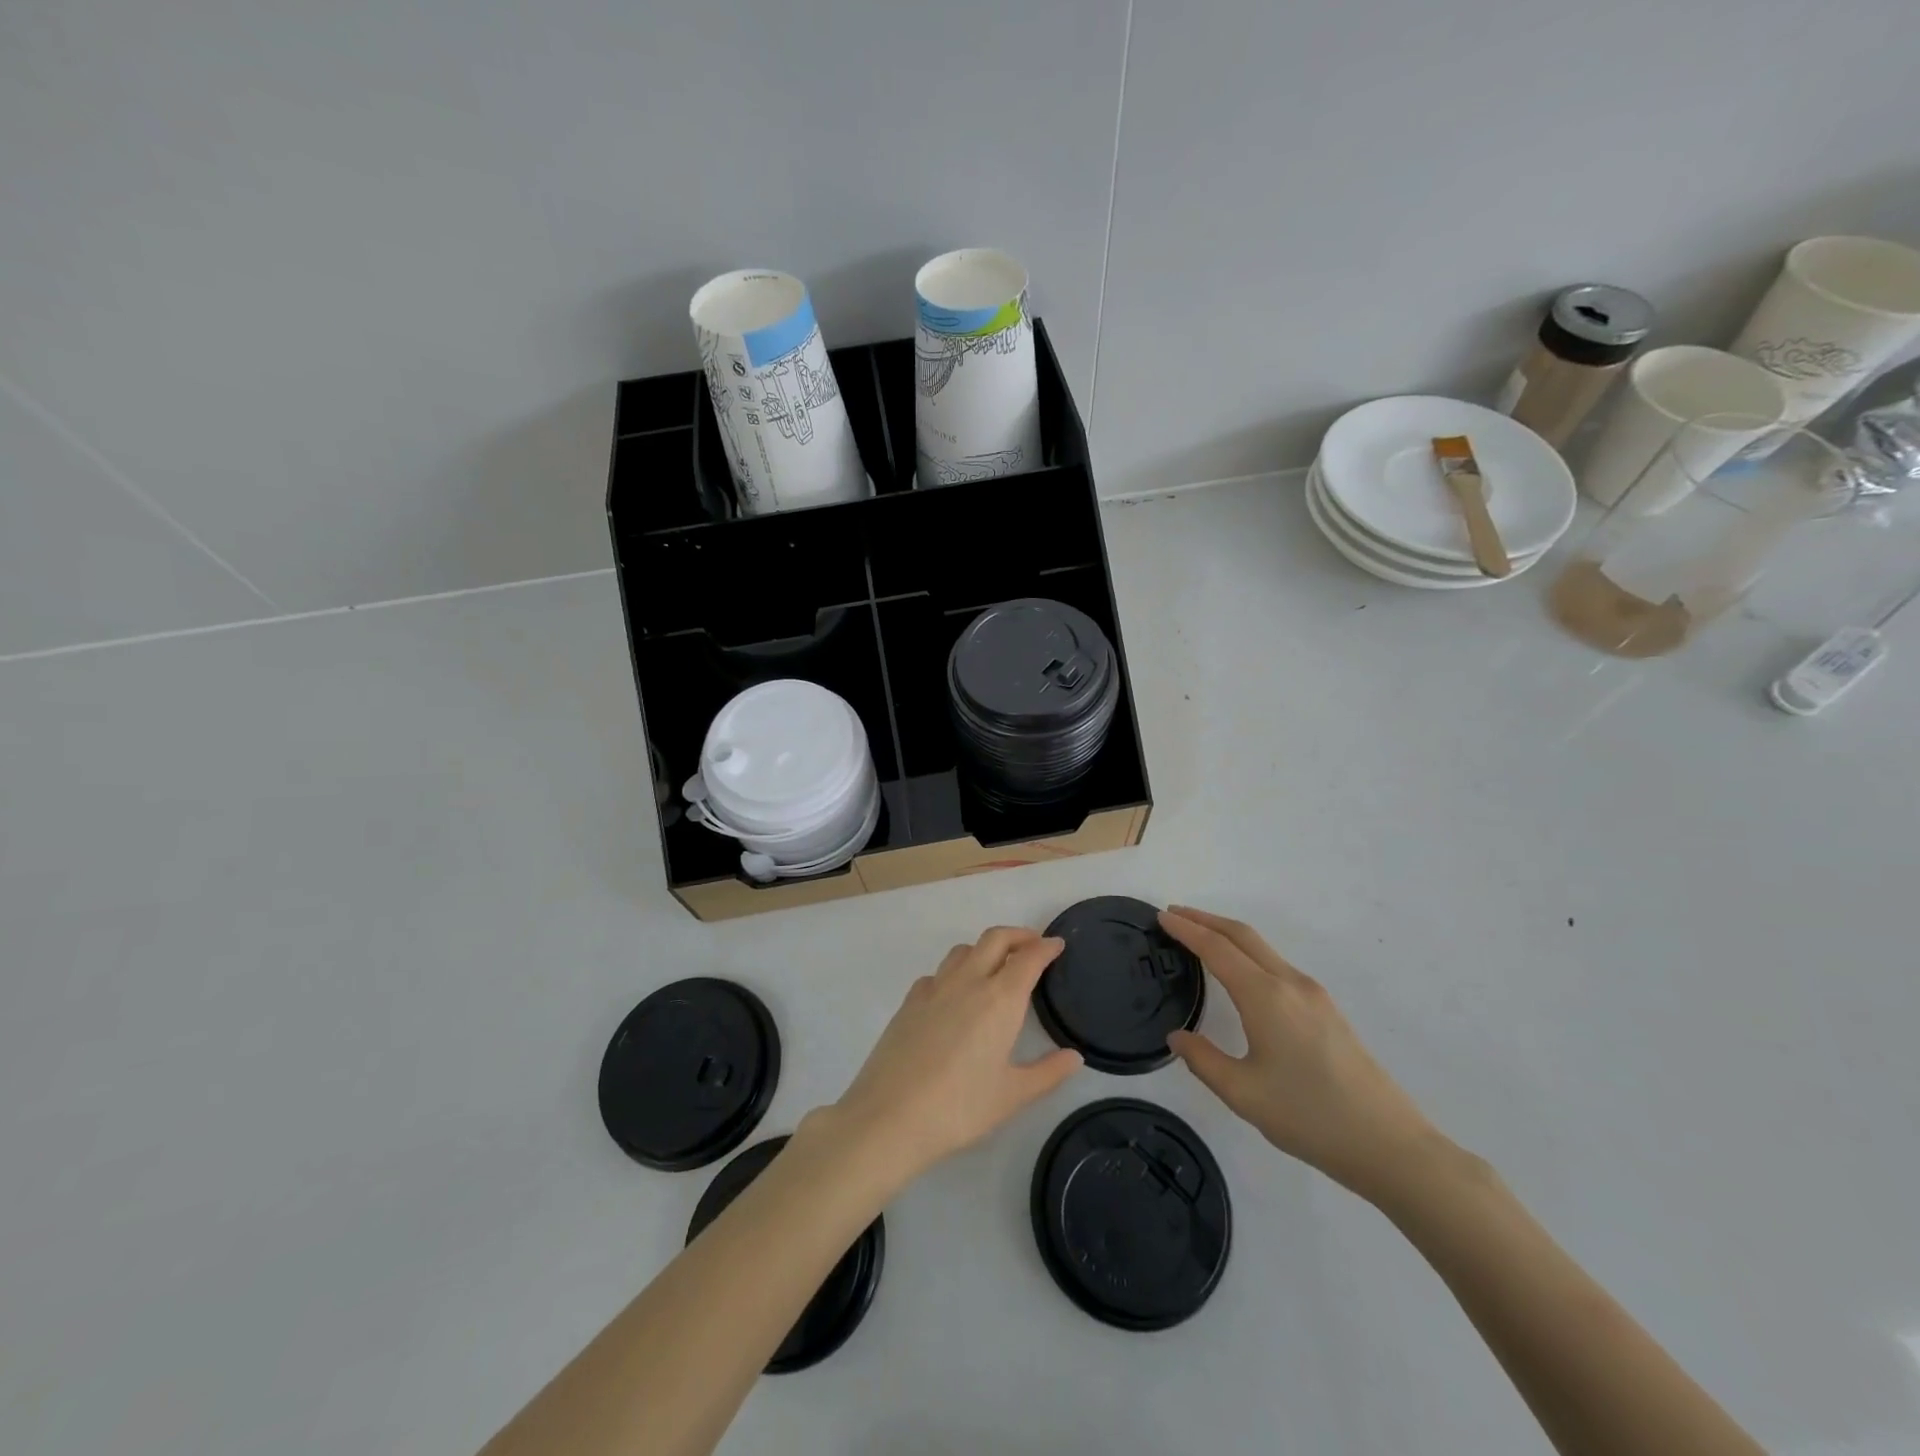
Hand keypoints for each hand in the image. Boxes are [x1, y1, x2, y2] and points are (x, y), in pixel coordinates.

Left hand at [828, 927, 1082, 1189]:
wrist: (889, 1116)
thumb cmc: (959, 1107)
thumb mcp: (1012, 1096)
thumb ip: (1047, 1073)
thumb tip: (1074, 1057)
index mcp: (999, 999)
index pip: (1028, 958)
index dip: (1045, 947)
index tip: (1057, 944)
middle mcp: (968, 982)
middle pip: (995, 939)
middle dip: (1018, 935)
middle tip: (1033, 945)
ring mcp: (934, 988)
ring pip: (963, 950)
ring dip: (985, 948)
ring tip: (996, 966)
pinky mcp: (909, 1002)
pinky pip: (937, 973)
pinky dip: (954, 972)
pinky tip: (954, 995)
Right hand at [1161, 906, 1442, 1201]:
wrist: (1390, 1145)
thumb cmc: (1310, 1117)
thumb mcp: (1243, 1094)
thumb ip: (1203, 1060)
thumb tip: (1178, 1037)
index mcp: (1265, 997)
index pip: (1217, 949)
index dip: (1186, 930)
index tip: (1161, 916)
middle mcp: (1290, 983)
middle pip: (1242, 935)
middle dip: (1206, 920)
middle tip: (1174, 915)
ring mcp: (1314, 995)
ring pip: (1263, 948)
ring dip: (1228, 935)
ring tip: (1200, 938)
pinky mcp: (1327, 1010)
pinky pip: (1277, 965)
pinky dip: (1248, 954)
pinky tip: (1240, 974)